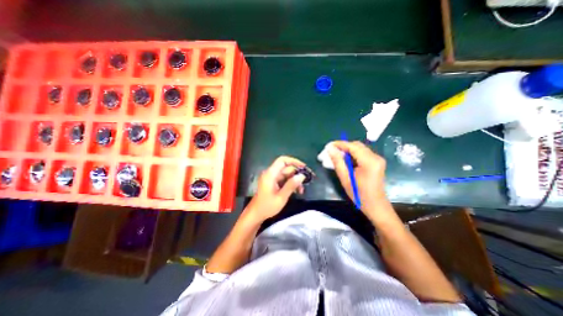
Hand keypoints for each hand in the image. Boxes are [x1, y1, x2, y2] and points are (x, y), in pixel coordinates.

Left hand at [247, 155, 306, 222]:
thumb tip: (302, 175)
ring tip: (301, 190)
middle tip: (307, 181)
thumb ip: (291, 185)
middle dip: (297, 174)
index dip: (294, 161)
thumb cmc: (267, 206)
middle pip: (286, 168)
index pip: (282, 160)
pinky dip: (290, 183)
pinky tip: (297, 191)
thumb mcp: (281, 197)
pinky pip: (284, 179)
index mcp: (270, 174)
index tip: (304, 167)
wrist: (256, 214)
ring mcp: (272, 178)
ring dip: (295, 180)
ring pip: (286, 174)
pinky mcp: (273, 183)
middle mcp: (271, 173)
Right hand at [329, 139, 391, 222]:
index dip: (339, 144)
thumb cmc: (359, 194)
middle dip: (343, 147)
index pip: (352, 146)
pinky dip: (353, 154)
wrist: (376, 206)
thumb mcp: (345, 178)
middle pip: (357, 145)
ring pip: (359, 148)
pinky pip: (362, 153)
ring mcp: (377, 159)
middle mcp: (376, 157)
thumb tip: (330, 149)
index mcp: (369, 161)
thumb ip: (337, 162)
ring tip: (336, 156)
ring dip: (347, 150)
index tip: (328, 145)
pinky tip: (346, 160)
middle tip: (331, 152)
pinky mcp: (377, 162)